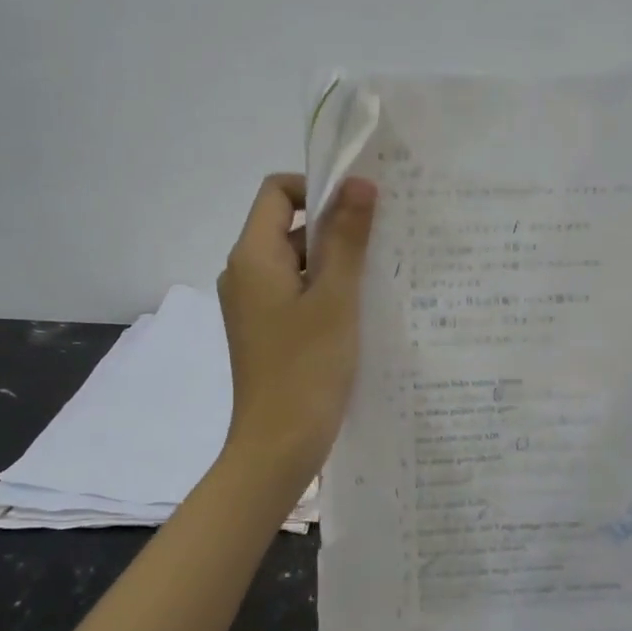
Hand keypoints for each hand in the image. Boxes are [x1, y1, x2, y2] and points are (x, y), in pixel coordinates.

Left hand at [217, 173, 375, 490]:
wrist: (276, 448)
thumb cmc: (306, 370)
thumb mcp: (335, 299)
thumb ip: (346, 238)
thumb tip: (359, 182)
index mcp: (252, 257)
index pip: (277, 192)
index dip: (318, 189)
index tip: (361, 209)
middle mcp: (245, 274)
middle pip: (290, 227)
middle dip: (336, 230)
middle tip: (386, 244)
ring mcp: (255, 306)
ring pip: (299, 264)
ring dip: (336, 265)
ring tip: (382, 279)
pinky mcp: (268, 332)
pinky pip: (298, 295)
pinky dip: (327, 294)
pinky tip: (363, 312)